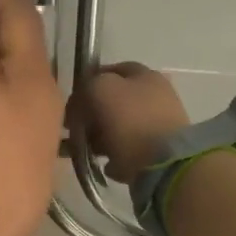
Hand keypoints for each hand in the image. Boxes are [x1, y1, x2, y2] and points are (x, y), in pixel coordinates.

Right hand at [76, 62, 192, 184]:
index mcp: (144, 75)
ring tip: (88, 151)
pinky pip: (129, 150)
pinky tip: (108, 163)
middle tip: (75, 131)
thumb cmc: (130, 121)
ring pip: (119, 127)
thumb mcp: (100, 90)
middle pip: (113, 101)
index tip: (72, 106)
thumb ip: (87, 87)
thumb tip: (82, 101)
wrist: (163, 163)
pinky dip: (116, 155)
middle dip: (91, 116)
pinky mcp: (160, 151)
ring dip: (100, 138)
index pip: (109, 71)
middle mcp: (155, 95)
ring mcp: (159, 124)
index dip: (87, 86)